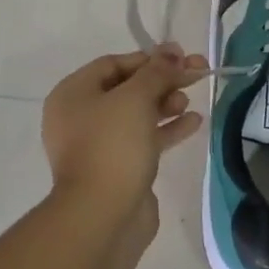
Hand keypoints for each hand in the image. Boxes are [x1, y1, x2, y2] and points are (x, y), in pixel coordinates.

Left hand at [42, 45, 208, 216]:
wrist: (102, 217)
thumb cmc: (112, 146)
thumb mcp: (136, 98)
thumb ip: (157, 71)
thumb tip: (172, 50)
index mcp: (73, 94)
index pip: (114, 63)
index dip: (149, 58)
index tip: (181, 57)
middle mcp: (80, 117)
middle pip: (127, 88)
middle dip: (162, 80)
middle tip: (196, 75)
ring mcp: (98, 145)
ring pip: (137, 114)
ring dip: (166, 103)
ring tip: (188, 101)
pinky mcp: (117, 169)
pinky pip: (143, 139)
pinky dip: (167, 129)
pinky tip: (194, 122)